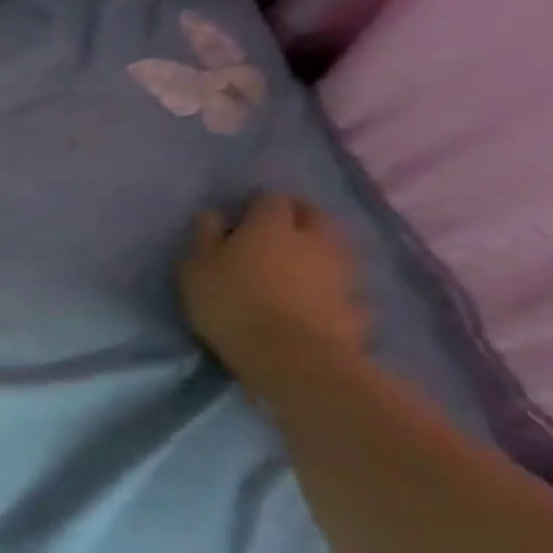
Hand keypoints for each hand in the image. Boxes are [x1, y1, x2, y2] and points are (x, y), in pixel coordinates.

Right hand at [180, 193, 371, 376]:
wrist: (291, 354)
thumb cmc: (230, 302)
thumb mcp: (195, 267)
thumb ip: (204, 236)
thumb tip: (213, 214)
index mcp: (271, 226)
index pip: (271, 199)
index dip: (258, 204)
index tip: (243, 216)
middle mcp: (313, 239)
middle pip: (314, 214)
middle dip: (297, 216)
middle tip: (274, 231)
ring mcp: (342, 271)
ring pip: (334, 246)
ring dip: (316, 249)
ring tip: (295, 264)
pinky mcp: (357, 302)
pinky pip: (343, 283)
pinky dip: (330, 283)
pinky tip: (315, 296)